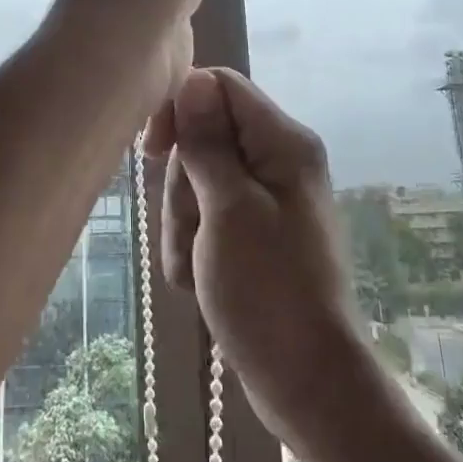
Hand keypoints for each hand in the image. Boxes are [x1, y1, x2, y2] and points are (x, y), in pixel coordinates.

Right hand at [151, 68, 376, 453]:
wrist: (308, 382)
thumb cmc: (269, 291)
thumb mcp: (228, 209)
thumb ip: (208, 142)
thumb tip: (193, 79)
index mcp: (283, 142)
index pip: (219, 87)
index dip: (181, 109)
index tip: (154, 151)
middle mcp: (278, 160)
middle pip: (204, 139)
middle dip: (183, 186)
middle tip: (194, 231)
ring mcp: (266, 199)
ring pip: (198, 183)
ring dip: (184, 225)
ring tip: (198, 268)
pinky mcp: (254, 233)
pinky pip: (208, 219)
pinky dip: (195, 247)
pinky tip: (202, 284)